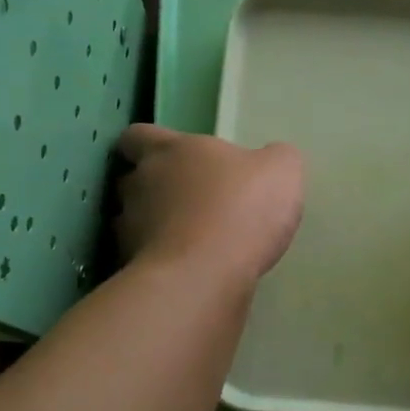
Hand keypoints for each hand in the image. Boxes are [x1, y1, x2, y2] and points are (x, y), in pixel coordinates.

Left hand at [115, 125, 304, 290]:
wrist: (205, 275)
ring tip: (185, 241)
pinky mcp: (131, 267)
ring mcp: (129, 228)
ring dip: (152, 226)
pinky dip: (157, 261)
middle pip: (132, 179)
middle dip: (152, 189)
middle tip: (185, 201)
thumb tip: (270, 160)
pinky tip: (184, 271)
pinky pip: (140, 258)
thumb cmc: (241, 209)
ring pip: (131, 220)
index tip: (166, 156)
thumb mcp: (280, 172)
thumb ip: (274, 159)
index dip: (145, 144)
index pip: (137, 136)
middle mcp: (139, 183)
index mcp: (170, 150)